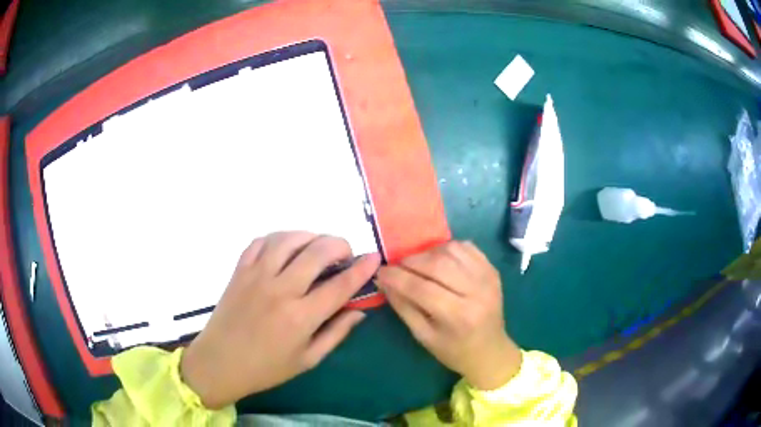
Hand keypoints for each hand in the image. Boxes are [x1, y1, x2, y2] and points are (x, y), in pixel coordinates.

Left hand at [180, 232, 380, 408]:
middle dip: (339, 245)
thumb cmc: (266, 368)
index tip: (375, 257)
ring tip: (318, 246)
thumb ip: (336, 333)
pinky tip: (287, 247)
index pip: (340, 285)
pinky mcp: (239, 270)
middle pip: (317, 252)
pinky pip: (260, 241)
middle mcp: (280, 290)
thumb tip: (359, 311)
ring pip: (288, 239)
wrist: (220, 362)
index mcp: (301, 317)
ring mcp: (256, 276)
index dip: (362, 268)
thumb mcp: (308, 360)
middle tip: (345, 253)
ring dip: (310, 236)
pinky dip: (279, 238)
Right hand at [376, 241, 521, 390]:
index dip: (396, 277)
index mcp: (458, 315)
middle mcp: (476, 292)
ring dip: (428, 253)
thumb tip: (384, 281)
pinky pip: (467, 247)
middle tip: (396, 266)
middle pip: (437, 264)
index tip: (380, 272)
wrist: (490, 350)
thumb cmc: (453, 350)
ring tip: (418, 265)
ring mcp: (488, 278)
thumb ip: (403, 306)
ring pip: (452, 250)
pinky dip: (448, 248)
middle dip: (410, 261)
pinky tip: (439, 260)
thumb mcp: (423, 335)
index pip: (421, 288)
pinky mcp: (492, 270)